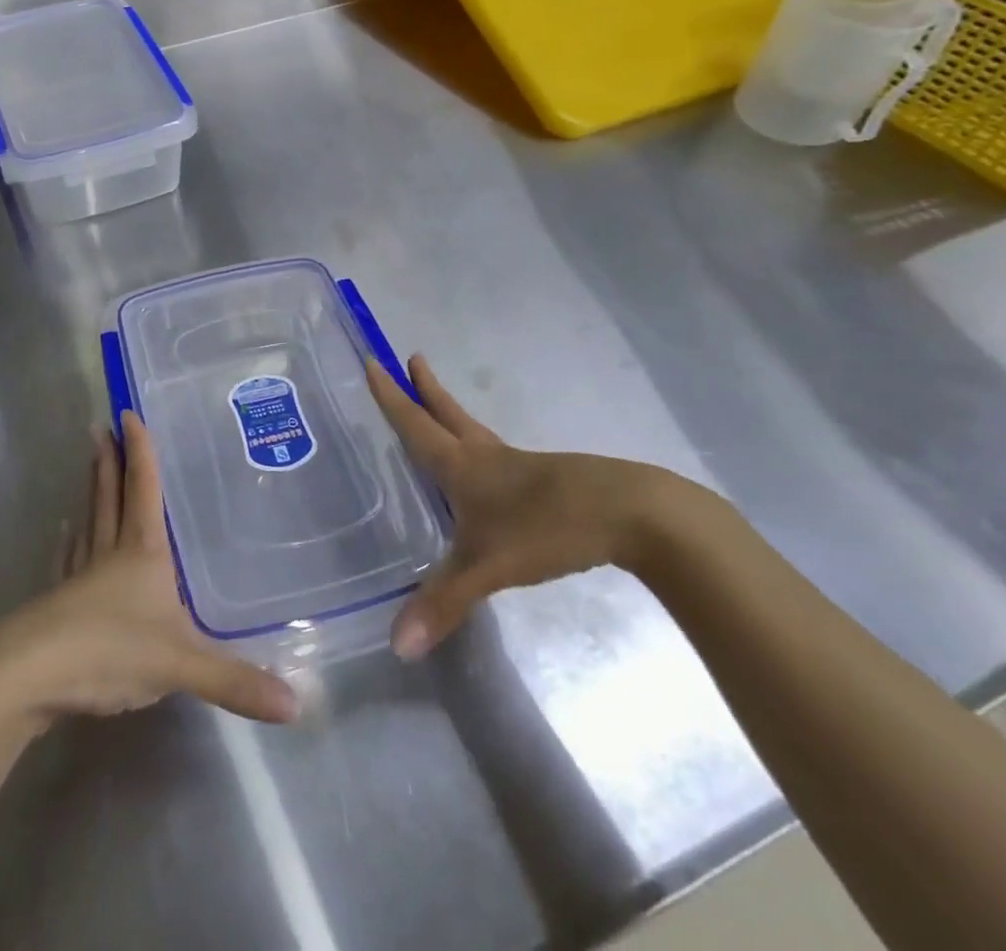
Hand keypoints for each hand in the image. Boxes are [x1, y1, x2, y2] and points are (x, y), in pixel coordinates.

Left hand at [0, 413, 298, 727]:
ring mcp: (80, 577)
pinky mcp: (59, 603)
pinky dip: (69, 544)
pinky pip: (69, 561)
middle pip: (110, 497)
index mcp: (142, 553)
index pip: (143, 490)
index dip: (140, 452)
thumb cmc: (111, 651)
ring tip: (90, 466)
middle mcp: (110, 553)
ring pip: (90, 522)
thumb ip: (235, 681)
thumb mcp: (180, 664)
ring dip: (92, 491)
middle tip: (101, 428)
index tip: (128, 413)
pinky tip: (65, 535)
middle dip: (110, 462)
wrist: (31, 676)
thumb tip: (297, 704)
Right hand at [366, 355, 685, 660]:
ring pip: (475, 432)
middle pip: (448, 414)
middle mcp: (487, 456)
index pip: (415, 423)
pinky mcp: (548, 481)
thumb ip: (444, 602)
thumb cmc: (548, 526)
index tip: (373, 361)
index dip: (391, 396)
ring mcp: (521, 466)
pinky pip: (500, 458)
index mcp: (463, 464)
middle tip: (412, 358)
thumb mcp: (489, 566)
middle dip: (426, 389)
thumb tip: (397, 647)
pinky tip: (490, 474)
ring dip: (452, 415)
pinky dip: (482, 451)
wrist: (632, 514)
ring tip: (441, 409)